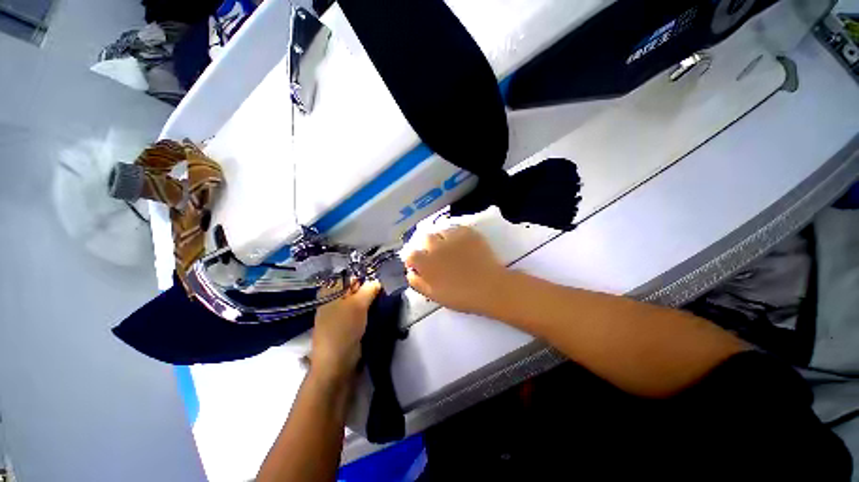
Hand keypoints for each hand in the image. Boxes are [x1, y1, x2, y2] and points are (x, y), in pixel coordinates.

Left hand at [311, 280, 380, 382]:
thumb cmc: (343, 329)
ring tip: (382, 298)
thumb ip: (369, 289)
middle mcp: (332, 301)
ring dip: (369, 300)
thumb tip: (377, 281)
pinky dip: (367, 310)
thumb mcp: (358, 304)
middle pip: (353, 288)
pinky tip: (377, 309)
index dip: (362, 276)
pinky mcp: (346, 325)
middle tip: (382, 290)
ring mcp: (338, 314)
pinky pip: (358, 312)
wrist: (336, 363)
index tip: (377, 278)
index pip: (347, 276)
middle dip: (367, 288)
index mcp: (329, 292)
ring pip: (357, 300)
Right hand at [405, 226, 507, 314]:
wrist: (490, 288)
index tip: (420, 265)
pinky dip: (455, 235)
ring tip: (451, 248)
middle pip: (425, 238)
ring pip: (440, 231)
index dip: (414, 259)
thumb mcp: (434, 295)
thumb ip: (417, 282)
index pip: (411, 254)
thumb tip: (410, 272)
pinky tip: (462, 244)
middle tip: (437, 255)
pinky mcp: (467, 232)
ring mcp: (452, 237)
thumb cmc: (461, 296)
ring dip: (441, 238)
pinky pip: (455, 228)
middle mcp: (436, 246)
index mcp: (426, 262)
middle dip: (427, 246)